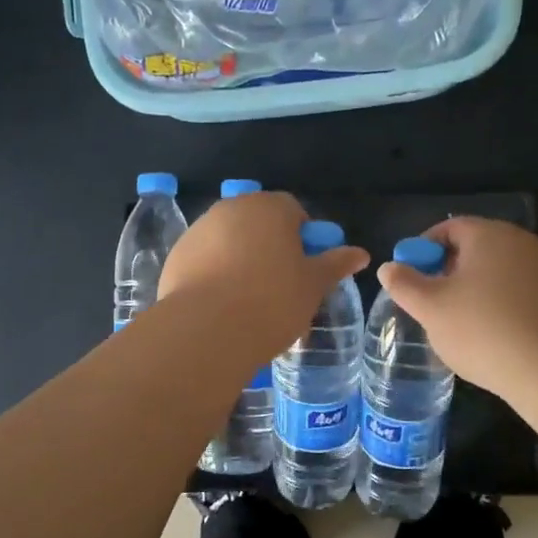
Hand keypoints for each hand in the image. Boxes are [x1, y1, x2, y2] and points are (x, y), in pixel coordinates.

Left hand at [159, 191, 369, 358]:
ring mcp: (199, 230)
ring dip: (241, 258)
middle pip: (258, 223)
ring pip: (229, 240)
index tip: (305, 268)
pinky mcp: (177, 255)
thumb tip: (360, 253)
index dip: (303, 237)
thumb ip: (335, 264)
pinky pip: (205, 259)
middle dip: (270, 246)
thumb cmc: (272, 301)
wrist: (207, 330)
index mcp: (270, 207)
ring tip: (249, 299)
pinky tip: (222, 305)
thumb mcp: (313, 285)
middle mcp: (232, 208)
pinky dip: (214, 273)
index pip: (293, 210)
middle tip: (280, 285)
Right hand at [375, 217, 537, 394]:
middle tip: (427, 302)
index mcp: (488, 235)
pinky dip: (493, 303)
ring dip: (469, 290)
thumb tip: (389, 267)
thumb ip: (404, 284)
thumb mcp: (430, 308)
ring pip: (492, 271)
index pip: (447, 229)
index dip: (422, 250)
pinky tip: (485, 334)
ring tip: (453, 322)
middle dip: (445, 271)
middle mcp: (517, 242)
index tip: (409, 279)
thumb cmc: (483, 329)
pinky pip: (512, 290)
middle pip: (471, 248)